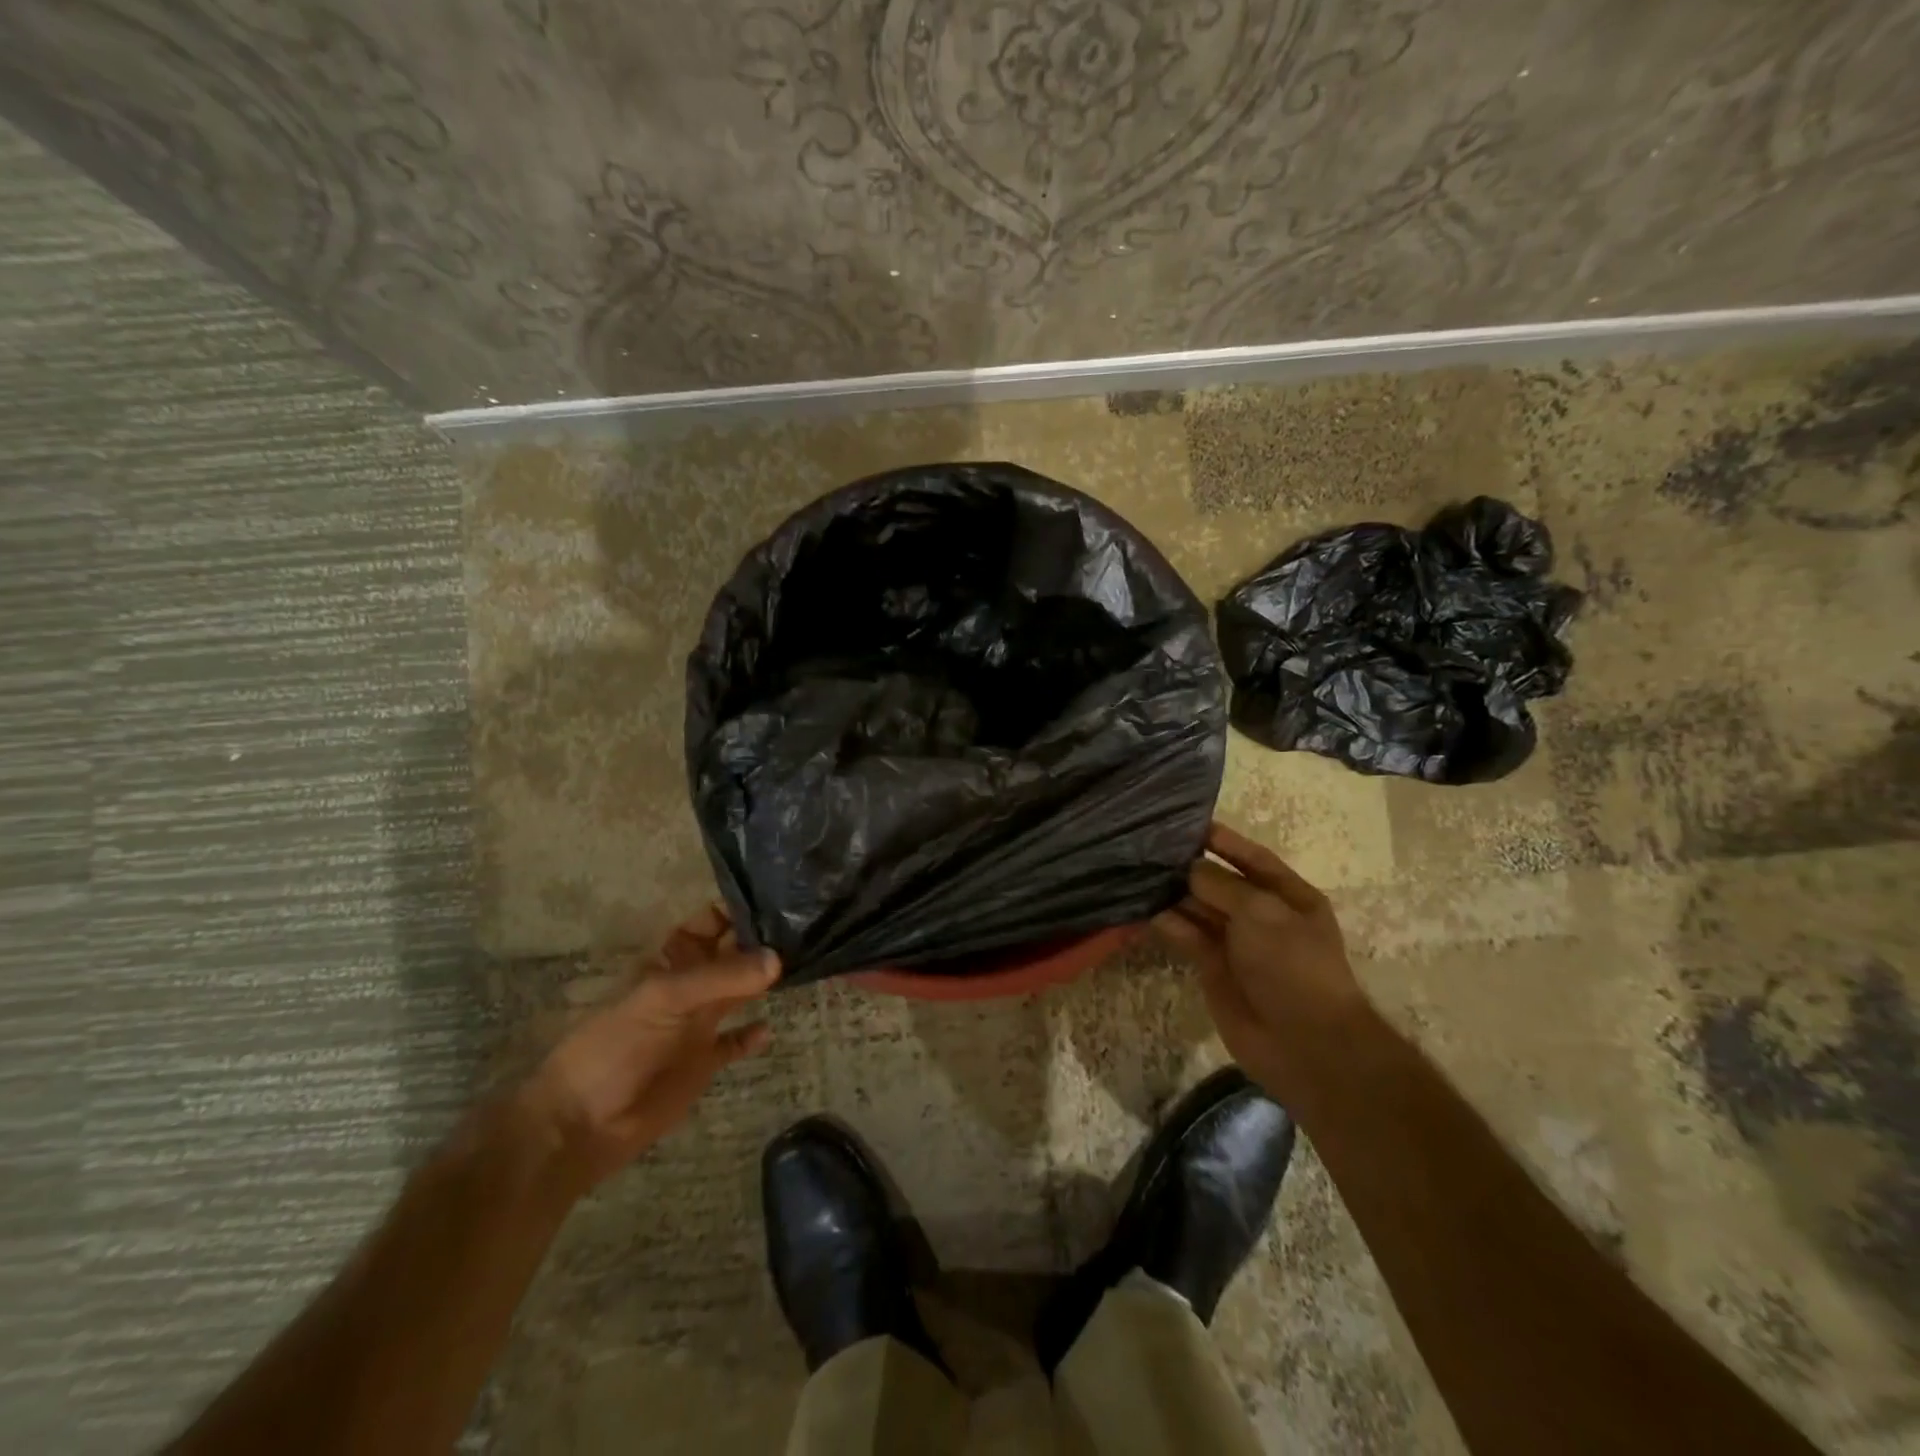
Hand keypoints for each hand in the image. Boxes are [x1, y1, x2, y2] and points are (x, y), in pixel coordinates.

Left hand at [515, 906, 778, 1191]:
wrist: (583, 1124)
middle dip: (762, 942)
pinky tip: (770, 1029)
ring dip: (764, 983)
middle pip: (731, 953)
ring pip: (739, 993)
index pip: (710, 921)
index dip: (739, 909)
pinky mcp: (704, 1062)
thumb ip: (720, 977)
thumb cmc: (615, 1047)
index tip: (783, 898)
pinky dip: (751, 1036)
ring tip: (805, 968)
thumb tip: (778, 959)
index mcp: (671, 960)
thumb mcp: (663, 999)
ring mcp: (697, 1024)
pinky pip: (734, 1042)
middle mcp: (689, 985)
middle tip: (808, 930)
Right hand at [1153, 822, 1368, 1097]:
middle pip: (1219, 881)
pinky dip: (1166, 923)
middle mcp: (1261, 914)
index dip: (1222, 840)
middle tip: (1146, 846)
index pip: (1251, 857)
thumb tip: (1187, 868)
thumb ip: (1220, 884)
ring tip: (1135, 871)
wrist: (1304, 1043)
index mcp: (1288, 895)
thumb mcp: (1260, 912)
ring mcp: (1236, 942)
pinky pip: (1186, 936)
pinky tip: (1140, 908)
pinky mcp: (1213, 968)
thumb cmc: (1293, 965)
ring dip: (1172, 893)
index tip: (1184, 822)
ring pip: (1198, 908)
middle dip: (1188, 865)